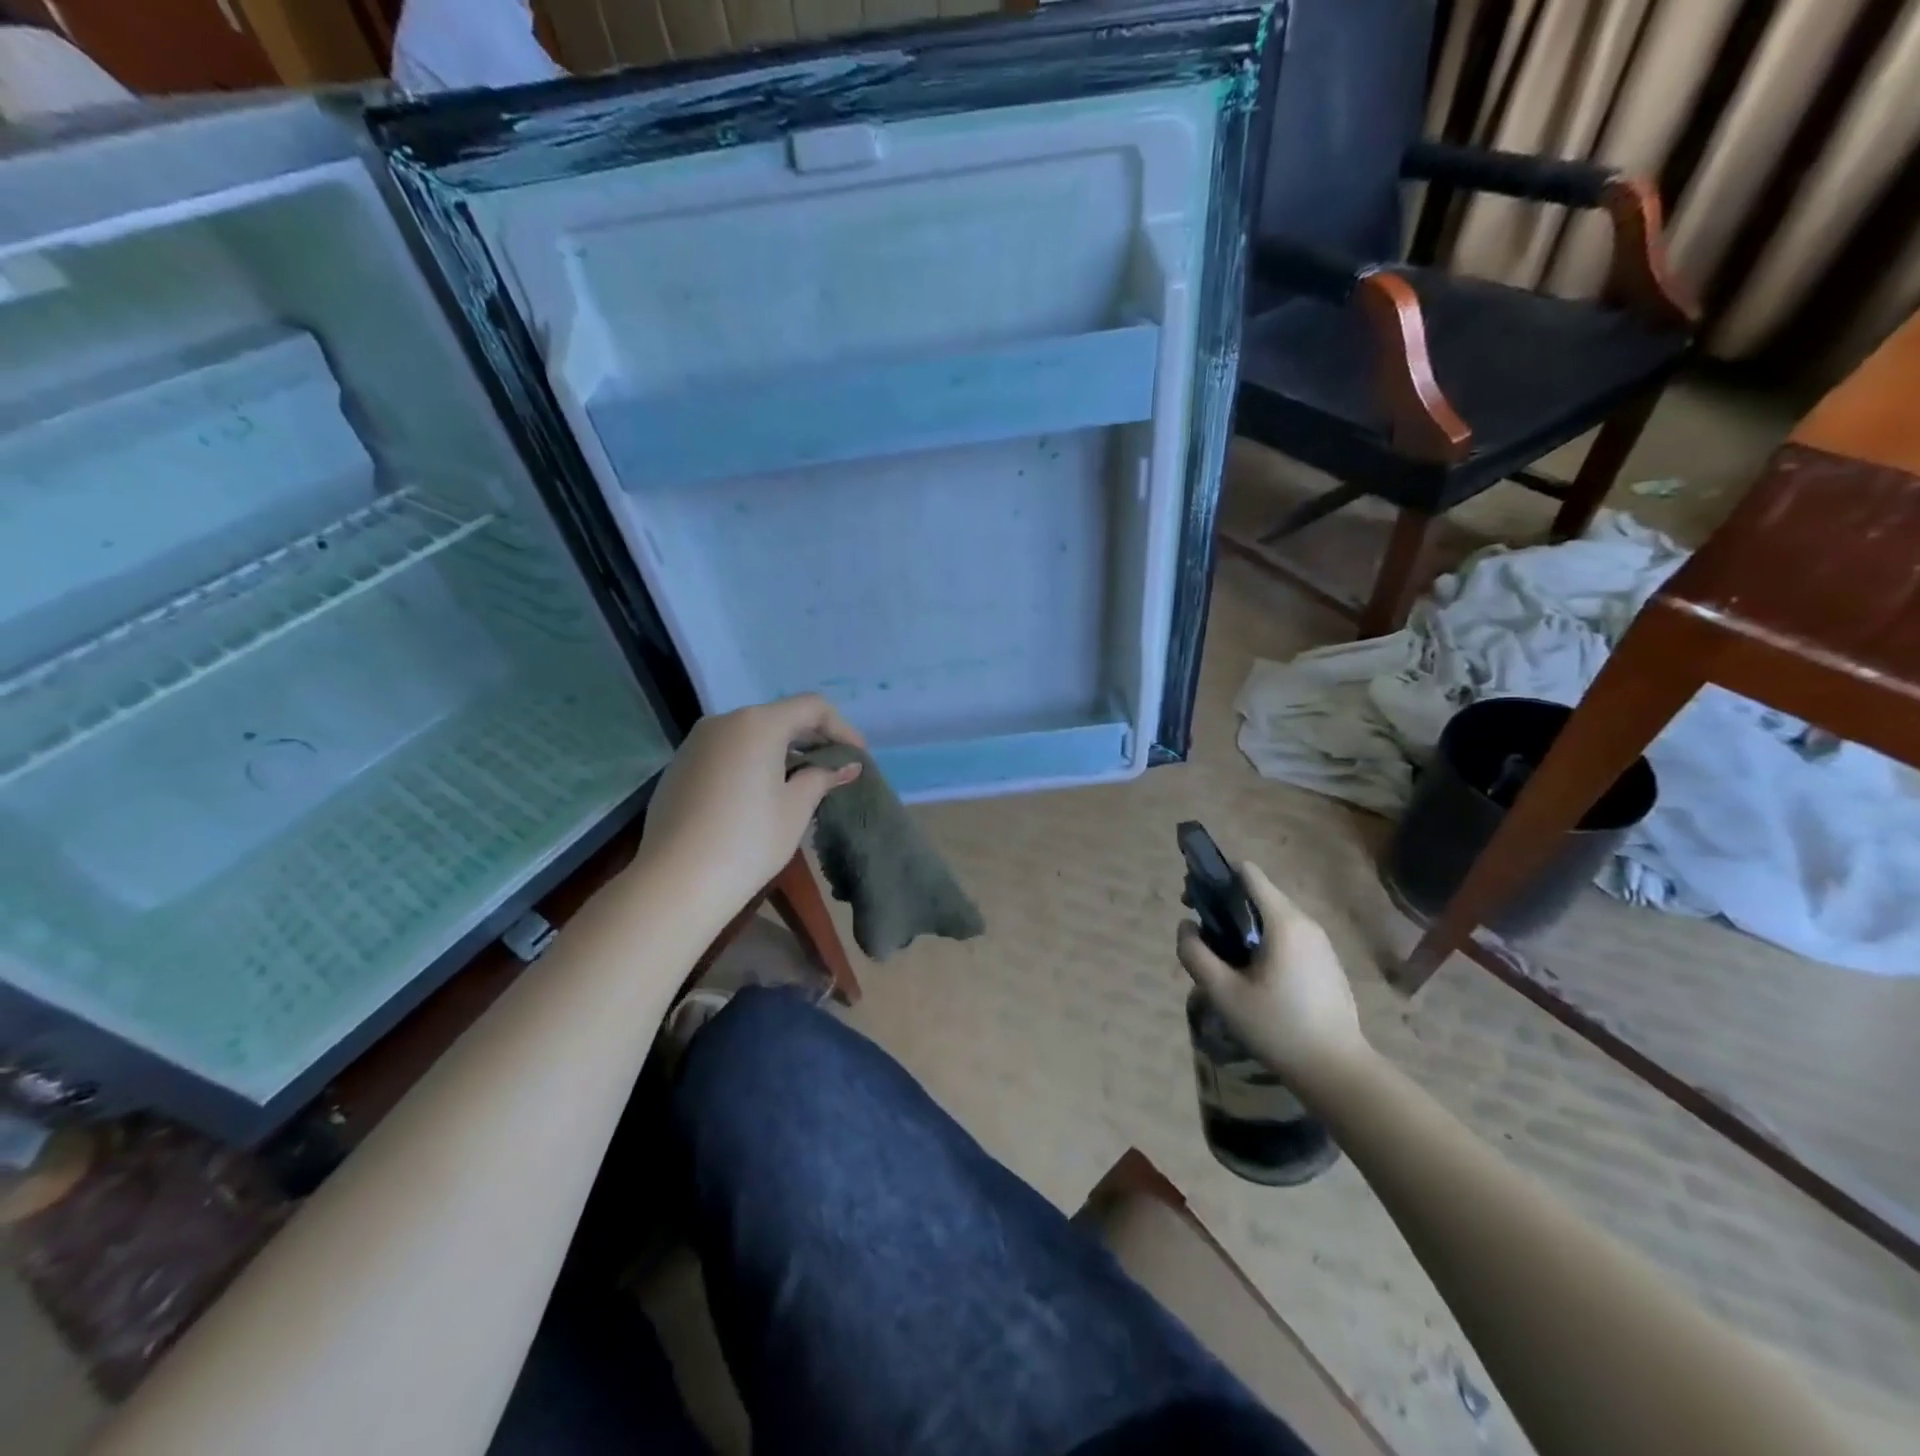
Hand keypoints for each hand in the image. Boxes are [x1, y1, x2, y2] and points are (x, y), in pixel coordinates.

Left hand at [639, 695, 864, 928]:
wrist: (676, 880)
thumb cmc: (749, 840)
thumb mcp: (795, 808)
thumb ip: (822, 777)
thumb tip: (847, 766)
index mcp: (758, 724)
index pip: (811, 707)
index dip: (841, 727)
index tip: (857, 756)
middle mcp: (724, 721)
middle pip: (779, 717)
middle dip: (811, 738)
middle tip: (834, 768)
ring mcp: (696, 743)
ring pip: (750, 734)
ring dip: (780, 750)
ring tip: (799, 782)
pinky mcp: (679, 766)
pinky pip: (726, 752)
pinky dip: (751, 762)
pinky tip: (759, 794)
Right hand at [1177, 862, 1369, 1083]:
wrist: (1338, 1071)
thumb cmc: (1278, 1028)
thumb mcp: (1223, 993)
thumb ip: (1196, 954)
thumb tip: (1186, 926)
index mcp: (1283, 921)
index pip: (1248, 873)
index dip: (1216, 878)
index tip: (1194, 901)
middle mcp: (1305, 923)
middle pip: (1258, 894)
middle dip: (1225, 905)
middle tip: (1203, 936)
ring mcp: (1321, 943)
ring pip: (1272, 917)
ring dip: (1244, 926)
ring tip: (1225, 961)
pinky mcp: (1327, 963)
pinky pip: (1288, 937)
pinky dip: (1265, 942)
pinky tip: (1254, 978)